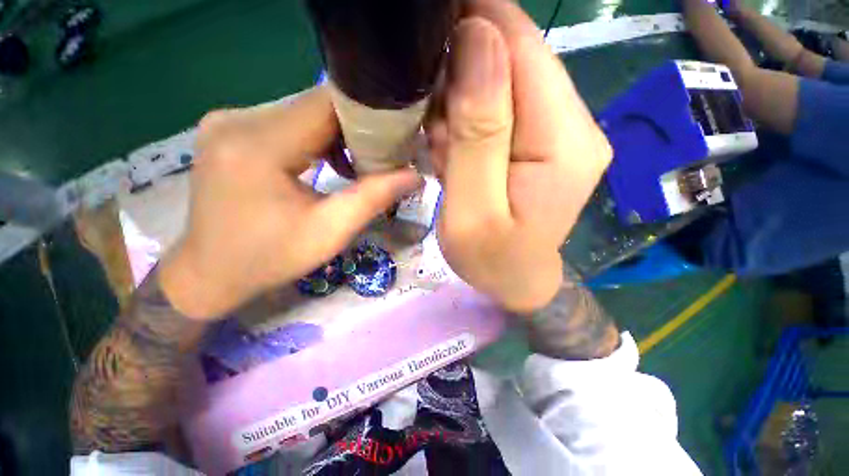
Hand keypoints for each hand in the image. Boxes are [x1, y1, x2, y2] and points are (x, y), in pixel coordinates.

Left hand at [159, 88, 420, 318]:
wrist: (211, 272)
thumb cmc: (270, 258)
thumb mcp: (330, 232)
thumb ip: (374, 198)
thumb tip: (414, 175)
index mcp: (258, 146)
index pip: (327, 104)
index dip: (368, 116)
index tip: (395, 138)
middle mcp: (236, 120)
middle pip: (315, 106)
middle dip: (355, 129)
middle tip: (382, 158)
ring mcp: (228, 121)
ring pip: (303, 112)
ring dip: (337, 135)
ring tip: (357, 165)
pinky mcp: (229, 129)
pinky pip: (286, 121)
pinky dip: (315, 137)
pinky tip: (327, 162)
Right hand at [428, 0, 611, 312]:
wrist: (515, 280)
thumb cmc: (491, 259)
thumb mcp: (473, 209)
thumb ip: (478, 132)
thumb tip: (478, 40)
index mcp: (564, 142)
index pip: (524, 49)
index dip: (477, 23)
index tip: (429, 35)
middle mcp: (574, 125)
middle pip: (514, 60)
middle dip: (461, 78)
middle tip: (434, 130)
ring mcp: (559, 132)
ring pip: (501, 83)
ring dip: (460, 106)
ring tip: (444, 152)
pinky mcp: (540, 142)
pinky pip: (499, 109)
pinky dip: (467, 123)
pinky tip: (455, 156)